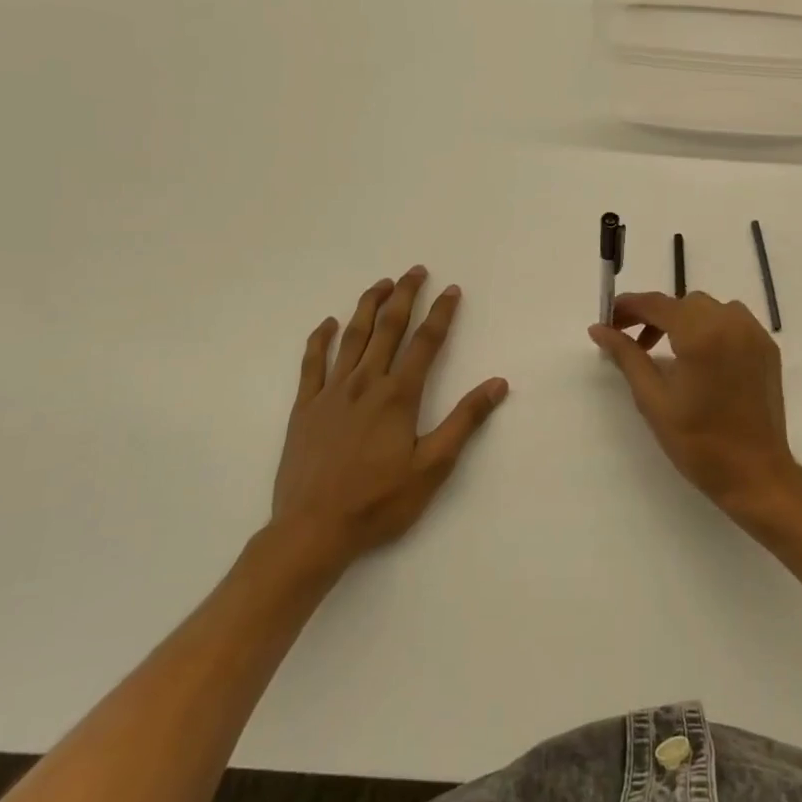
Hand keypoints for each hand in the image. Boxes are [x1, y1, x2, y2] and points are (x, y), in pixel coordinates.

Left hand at [272, 268, 507, 566]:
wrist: (312, 530)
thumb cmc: (378, 501)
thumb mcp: (433, 467)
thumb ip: (465, 421)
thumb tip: (497, 383)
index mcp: (399, 395)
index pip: (425, 343)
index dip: (441, 314)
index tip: (451, 290)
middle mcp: (365, 383)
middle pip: (388, 328)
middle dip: (405, 296)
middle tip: (415, 271)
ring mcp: (330, 393)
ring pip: (352, 337)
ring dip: (368, 306)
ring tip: (381, 283)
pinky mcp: (304, 407)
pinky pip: (312, 363)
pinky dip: (320, 339)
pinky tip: (328, 324)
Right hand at [589, 291, 798, 516]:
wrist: (755, 474)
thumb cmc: (698, 442)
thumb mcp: (653, 399)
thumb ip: (626, 357)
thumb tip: (599, 329)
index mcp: (701, 334)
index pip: (657, 304)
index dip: (628, 307)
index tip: (608, 319)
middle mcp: (731, 322)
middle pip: (684, 303)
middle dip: (655, 316)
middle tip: (633, 343)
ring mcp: (754, 333)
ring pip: (709, 309)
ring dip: (683, 320)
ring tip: (666, 351)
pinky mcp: (767, 347)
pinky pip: (732, 322)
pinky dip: (710, 328)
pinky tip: (699, 357)